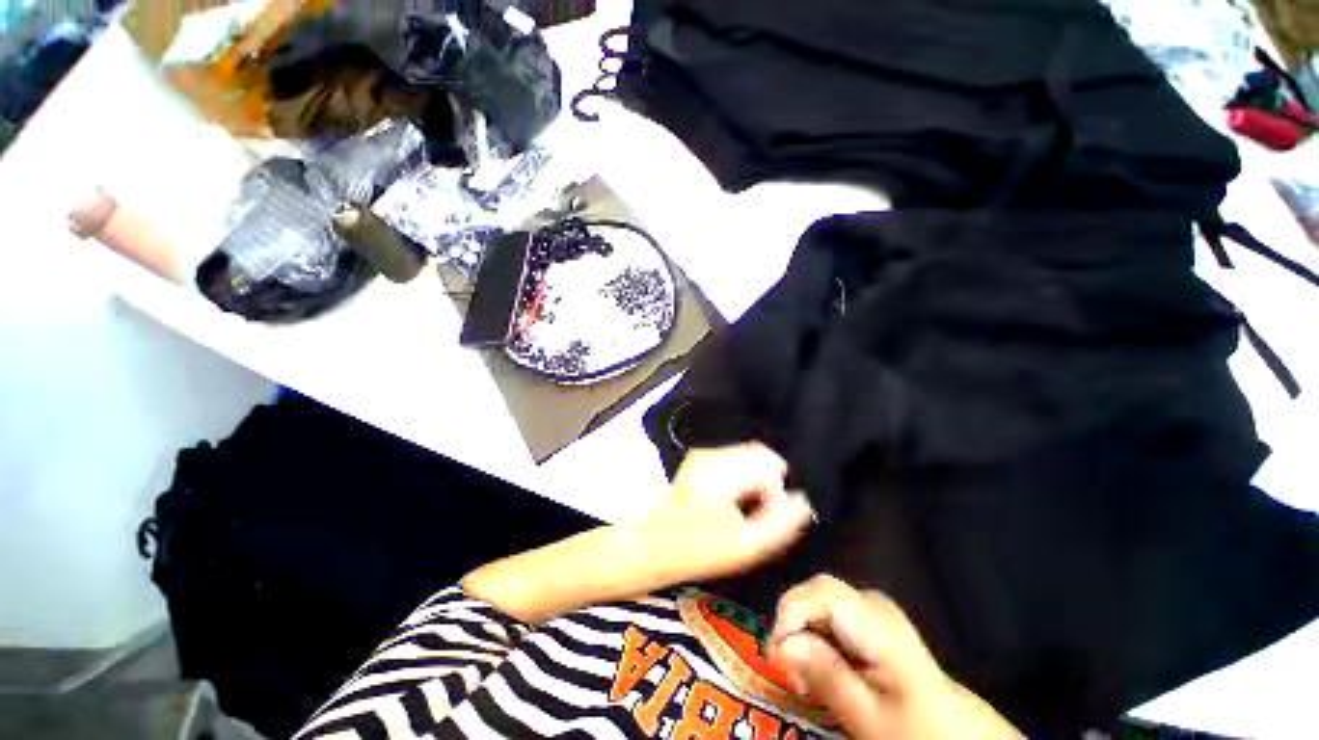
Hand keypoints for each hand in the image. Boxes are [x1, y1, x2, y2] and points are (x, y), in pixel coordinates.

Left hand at [634, 444, 813, 587]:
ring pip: (745, 458)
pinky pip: (731, 463)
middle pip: (758, 455)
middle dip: (767, 484)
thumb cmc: (695, 550)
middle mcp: (711, 453)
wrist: (648, 547)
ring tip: (744, 513)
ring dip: (754, 481)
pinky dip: (740, 480)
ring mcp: (701, 456)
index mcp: (723, 468)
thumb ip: (781, 523)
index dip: (776, 493)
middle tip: (758, 517)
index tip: (767, 520)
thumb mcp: (745, 546)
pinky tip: (731, 505)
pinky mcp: (696, 463)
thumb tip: (802, 501)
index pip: (769, 464)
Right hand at [769, 575, 1021, 739]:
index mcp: (875, 620)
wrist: (962, 735)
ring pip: (819, 605)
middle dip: (793, 627)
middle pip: (814, 594)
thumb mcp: (870, 717)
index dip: (787, 617)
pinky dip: (818, 642)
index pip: (815, 591)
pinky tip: (822, 671)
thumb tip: (782, 645)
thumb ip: (826, 676)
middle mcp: (871, 603)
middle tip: (790, 672)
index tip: (778, 658)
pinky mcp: (872, 623)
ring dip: (803, 637)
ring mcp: (873, 611)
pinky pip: (831, 618)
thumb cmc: (919, 729)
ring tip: (804, 678)